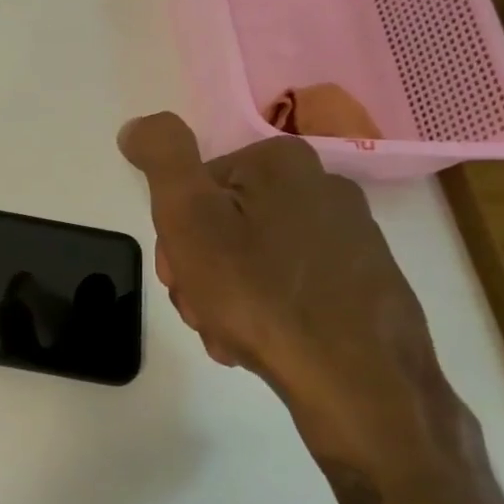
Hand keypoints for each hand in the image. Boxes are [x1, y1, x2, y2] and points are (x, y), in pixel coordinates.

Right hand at [117, 113, 446, 467]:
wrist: (355, 377)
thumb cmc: (258, 292)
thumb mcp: (189, 217)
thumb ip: (162, 159)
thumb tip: (138, 125)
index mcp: (280, 163)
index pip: (193, 190)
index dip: (174, 235)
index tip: (180, 274)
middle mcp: (322, 186)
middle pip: (222, 223)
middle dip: (199, 269)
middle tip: (203, 307)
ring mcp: (349, 235)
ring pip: (251, 258)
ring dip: (225, 295)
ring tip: (230, 331)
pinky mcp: (364, 279)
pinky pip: (288, 285)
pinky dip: (264, 310)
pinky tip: (259, 340)